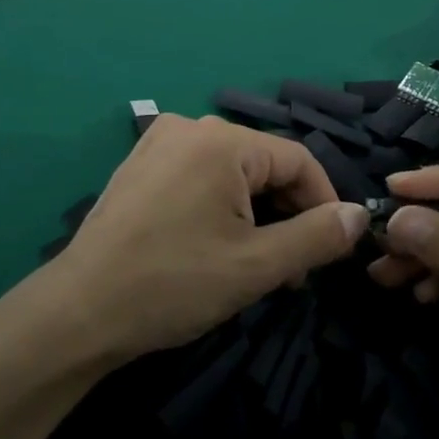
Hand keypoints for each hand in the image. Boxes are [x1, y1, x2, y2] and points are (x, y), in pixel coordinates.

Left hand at [43, 115, 369, 366]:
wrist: (79, 311)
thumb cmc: (173, 284)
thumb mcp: (256, 266)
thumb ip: (316, 237)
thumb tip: (360, 215)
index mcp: (221, 141)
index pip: (297, 159)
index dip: (324, 203)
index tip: (333, 249)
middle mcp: (190, 127)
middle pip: (262, 164)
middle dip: (287, 213)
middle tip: (293, 269)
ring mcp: (159, 143)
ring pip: (231, 172)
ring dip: (255, 213)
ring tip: (257, 264)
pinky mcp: (139, 165)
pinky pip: (198, 175)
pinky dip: (220, 205)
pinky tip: (215, 245)